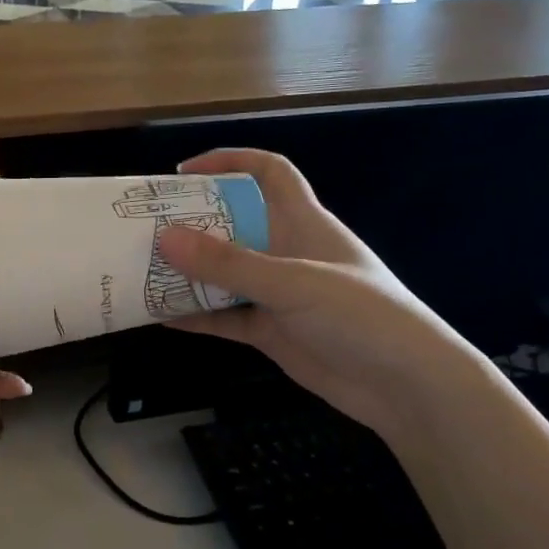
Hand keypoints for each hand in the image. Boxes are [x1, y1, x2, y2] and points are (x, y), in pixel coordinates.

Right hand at [158, 149, 474, 439]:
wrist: (406, 386)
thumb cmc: (361, 316)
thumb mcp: (293, 282)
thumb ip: (230, 263)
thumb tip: (165, 238)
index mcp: (303, 223)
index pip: (269, 174)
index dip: (230, 162)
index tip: (184, 173)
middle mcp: (288, 253)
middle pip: (234, 225)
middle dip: (193, 224)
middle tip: (146, 228)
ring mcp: (279, 295)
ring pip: (225, 275)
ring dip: (189, 273)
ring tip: (143, 271)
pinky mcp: (272, 332)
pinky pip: (225, 318)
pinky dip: (196, 317)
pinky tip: (161, 317)